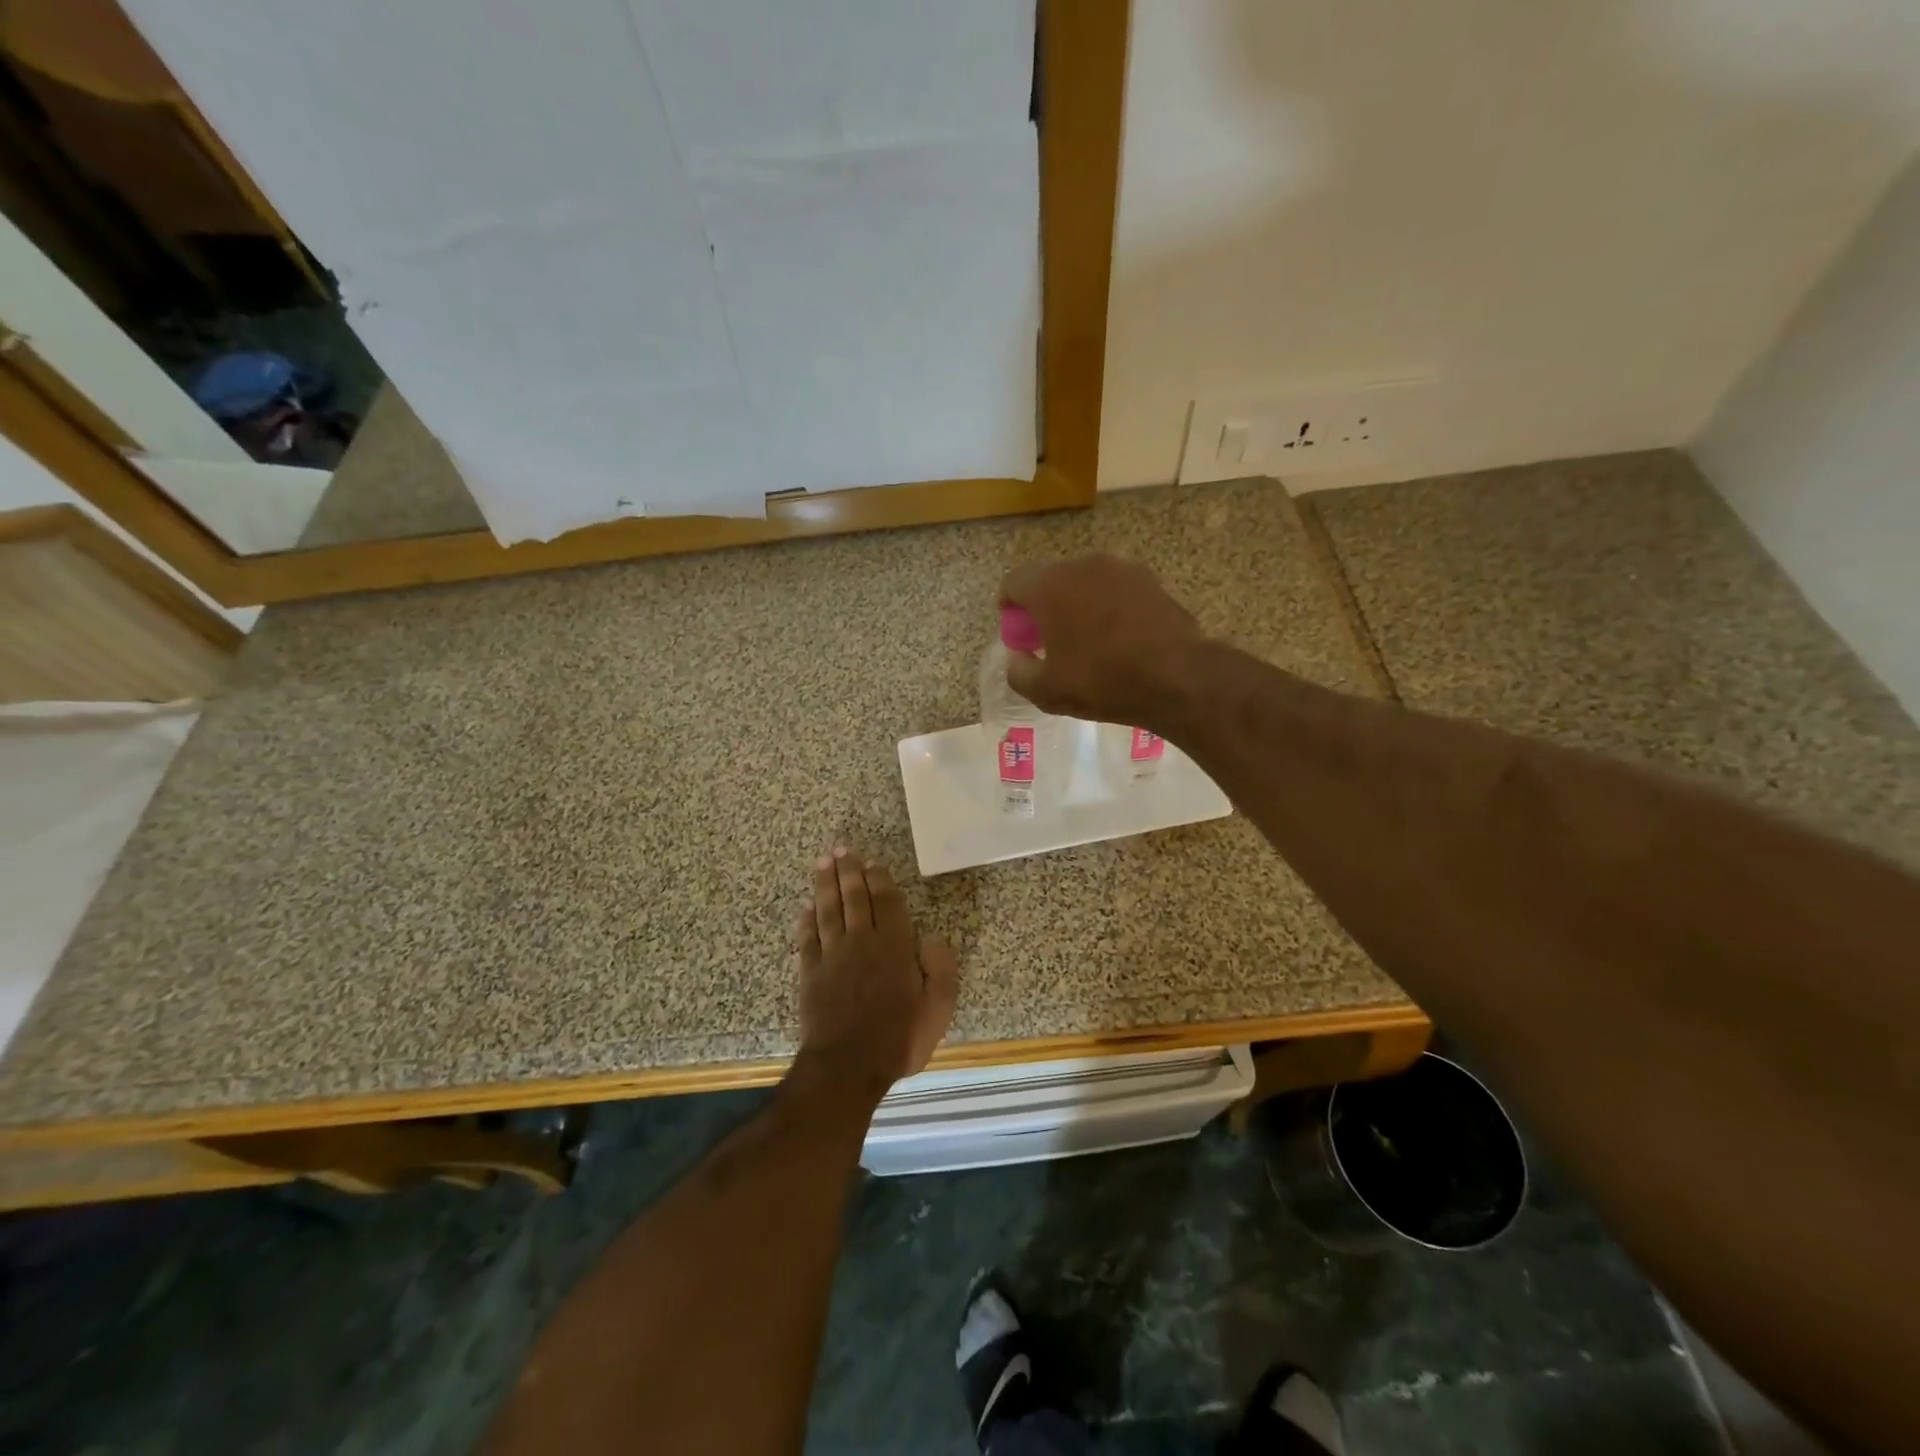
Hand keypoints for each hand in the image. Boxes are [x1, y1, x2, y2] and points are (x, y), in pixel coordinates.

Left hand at [792, 847, 957, 1101]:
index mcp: (895, 947)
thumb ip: (940, 969)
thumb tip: (934, 937)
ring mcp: (833, 956)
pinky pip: (808, 937)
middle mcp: (862, 942)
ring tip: (823, 862)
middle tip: (841, 849)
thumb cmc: (898, 1038)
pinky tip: (807, 906)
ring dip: (825, 884)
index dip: (880, 881)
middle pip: (854, 898)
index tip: (872, 863)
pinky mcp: (811, 972)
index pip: (887, 903)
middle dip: (848, 872)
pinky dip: (807, 919)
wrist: (848, 1066)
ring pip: (829, 910)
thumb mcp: (937, 1009)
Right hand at [997, 554, 1205, 727]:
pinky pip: (1115, 590)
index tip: (1019, 634)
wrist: (1178, 678)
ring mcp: (1121, 568)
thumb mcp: (1046, 690)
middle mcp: (1083, 564)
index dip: (1009, 608)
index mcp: (1050, 585)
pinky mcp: (1151, 580)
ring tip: (1087, 640)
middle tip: (1049, 640)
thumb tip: (1018, 658)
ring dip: (1077, 604)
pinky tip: (1118, 639)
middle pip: (1050, 579)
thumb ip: (1018, 671)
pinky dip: (1108, 607)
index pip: (1013, 582)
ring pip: (1085, 582)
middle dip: (1044, 606)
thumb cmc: (1102, 681)